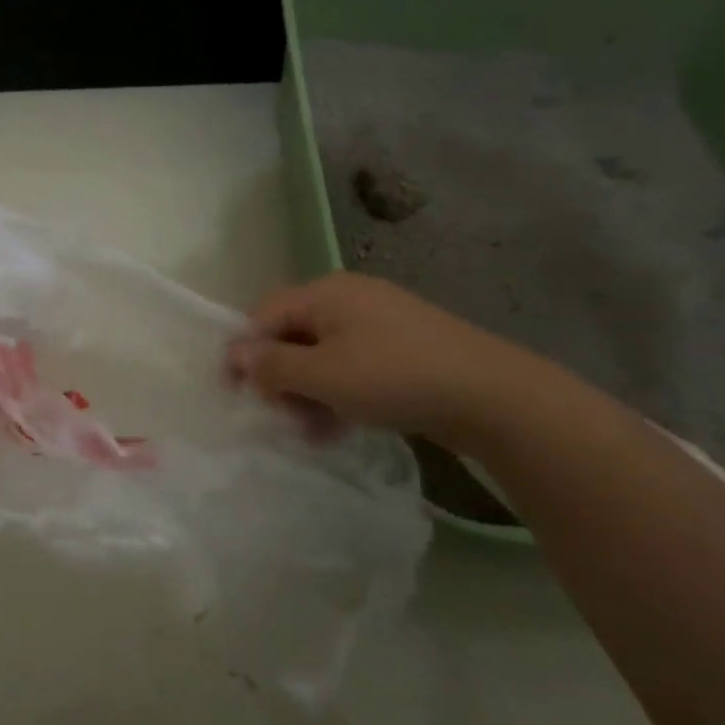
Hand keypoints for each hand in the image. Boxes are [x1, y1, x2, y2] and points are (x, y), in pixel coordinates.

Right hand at [227, 271, 548, 452]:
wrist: (492, 395)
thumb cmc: (393, 377)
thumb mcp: (322, 375)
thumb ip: (272, 366)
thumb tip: (237, 355)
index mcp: (325, 293)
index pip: (263, 316)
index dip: (243, 352)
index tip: (233, 392)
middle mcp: (348, 298)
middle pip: (291, 335)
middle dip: (280, 378)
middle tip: (281, 415)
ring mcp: (379, 321)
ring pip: (322, 355)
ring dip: (308, 393)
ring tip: (313, 431)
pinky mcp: (402, 347)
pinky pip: (352, 366)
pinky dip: (338, 393)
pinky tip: (341, 426)